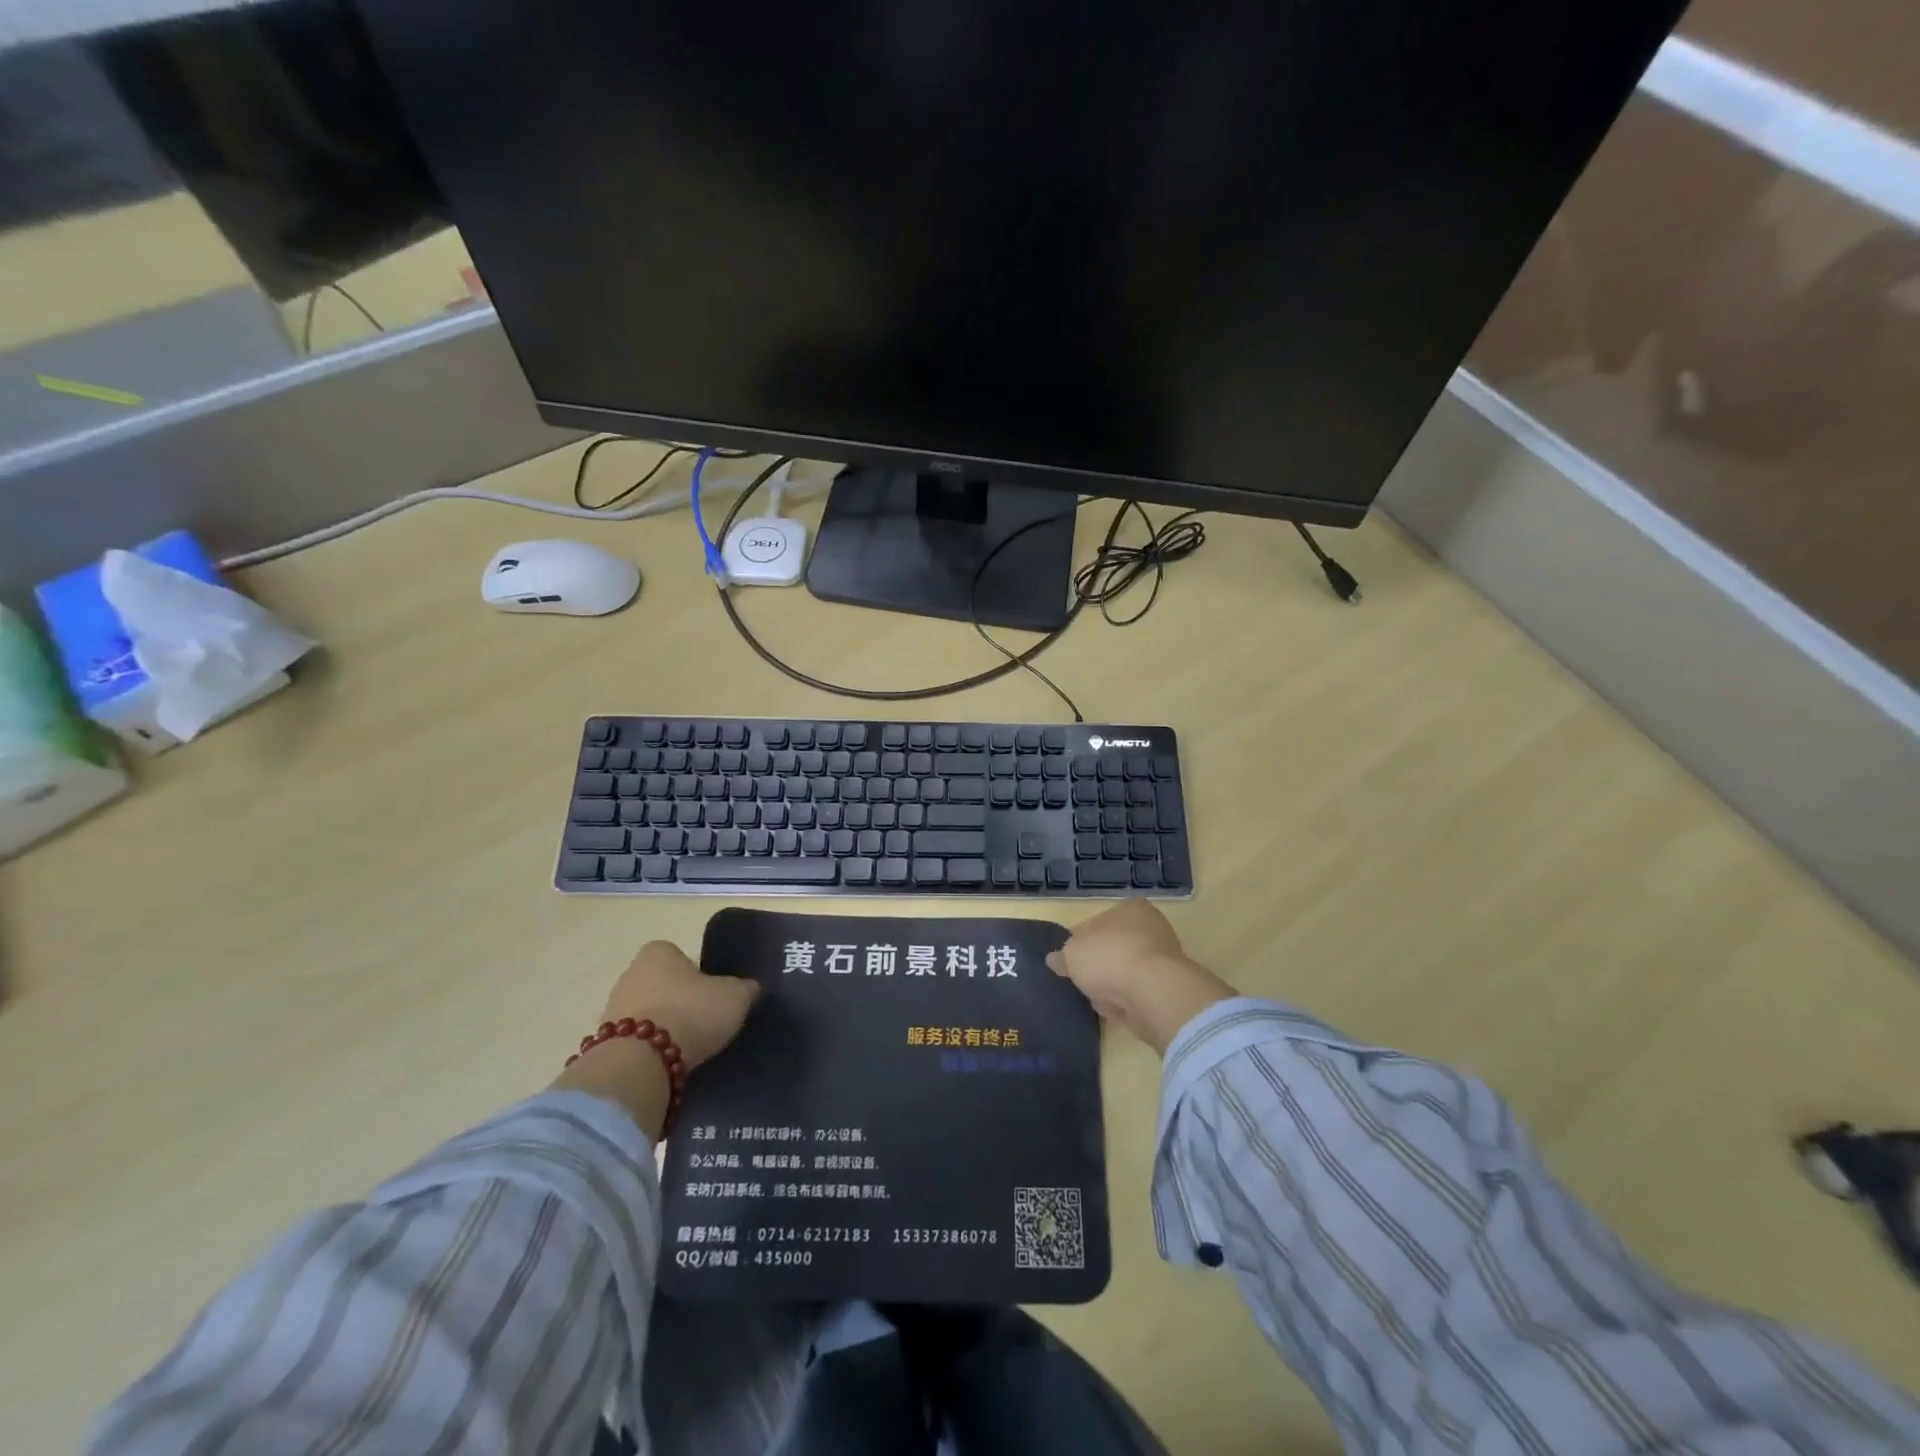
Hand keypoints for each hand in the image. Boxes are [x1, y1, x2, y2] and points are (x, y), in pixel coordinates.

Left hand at [599, 940, 759, 1070]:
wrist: (641, 1061)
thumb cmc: (691, 1012)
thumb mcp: (734, 997)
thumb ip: (744, 988)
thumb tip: (750, 988)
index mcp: (658, 952)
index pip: (679, 955)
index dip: (696, 973)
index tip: (710, 994)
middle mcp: (630, 973)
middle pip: (660, 983)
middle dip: (677, 999)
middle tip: (702, 1020)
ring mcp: (612, 1009)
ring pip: (646, 1013)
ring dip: (662, 1026)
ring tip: (687, 1047)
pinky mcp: (605, 1042)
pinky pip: (634, 1042)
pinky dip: (648, 1050)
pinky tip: (667, 1063)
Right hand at [1045, 901, 1235, 1054]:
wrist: (1152, 994)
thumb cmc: (1109, 958)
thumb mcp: (1072, 953)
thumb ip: (1062, 956)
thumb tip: (1055, 960)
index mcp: (1130, 909)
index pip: (1098, 922)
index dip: (1079, 941)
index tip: (1068, 960)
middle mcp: (1151, 929)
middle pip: (1113, 948)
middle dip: (1097, 965)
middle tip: (1080, 980)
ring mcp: (1163, 961)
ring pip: (1125, 973)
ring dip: (1111, 986)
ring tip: (1095, 998)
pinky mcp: (1167, 990)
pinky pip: (1137, 994)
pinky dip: (1124, 1002)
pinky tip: (1113, 1010)